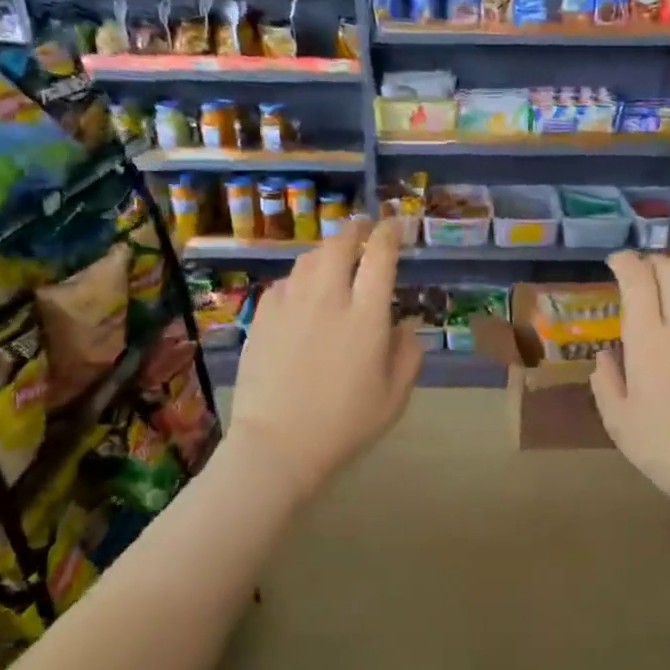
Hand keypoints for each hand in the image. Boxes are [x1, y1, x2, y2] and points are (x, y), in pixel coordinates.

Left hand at [224, 220, 422, 502]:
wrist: (278, 444)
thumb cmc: (346, 424)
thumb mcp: (395, 396)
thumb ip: (408, 352)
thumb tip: (405, 323)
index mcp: (366, 315)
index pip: (380, 256)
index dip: (390, 233)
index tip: (396, 225)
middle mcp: (328, 298)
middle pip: (340, 245)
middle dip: (355, 229)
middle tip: (364, 228)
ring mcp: (290, 305)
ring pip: (308, 259)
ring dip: (326, 251)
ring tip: (335, 257)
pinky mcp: (261, 318)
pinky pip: (284, 283)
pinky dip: (299, 278)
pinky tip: (302, 292)